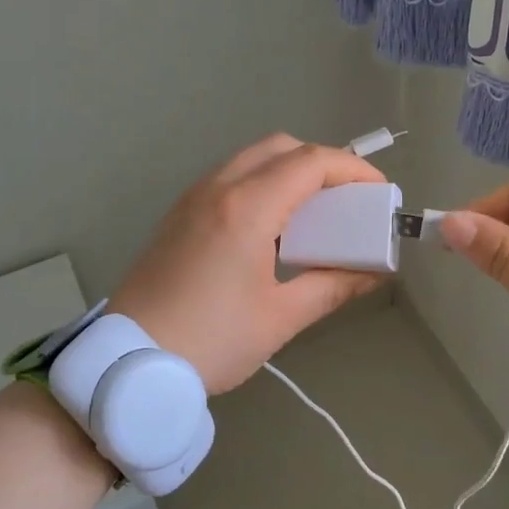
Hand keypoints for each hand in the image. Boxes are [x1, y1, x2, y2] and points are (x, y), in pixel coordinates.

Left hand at [110, 134, 387, 393]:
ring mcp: (193, 198)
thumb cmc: (211, 340)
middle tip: (347, 198)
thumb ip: (331, 287)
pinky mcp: (179, 214)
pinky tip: (273, 226)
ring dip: (289, 170)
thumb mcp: (280, 318)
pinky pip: (229, 177)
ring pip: (251, 158)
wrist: (128, 361)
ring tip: (315, 211)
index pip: (310, 163)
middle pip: (280, 147)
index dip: (352, 169)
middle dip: (322, 162)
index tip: (379, 191)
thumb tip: (372, 275)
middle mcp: (218, 188)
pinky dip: (261, 183)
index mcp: (247, 209)